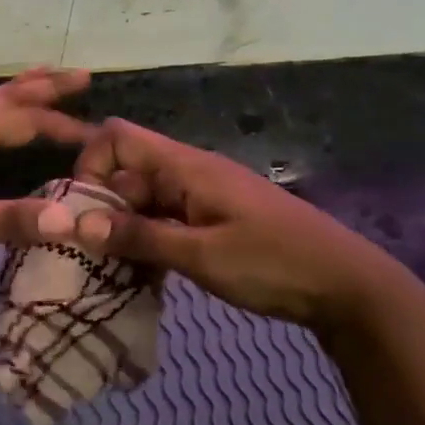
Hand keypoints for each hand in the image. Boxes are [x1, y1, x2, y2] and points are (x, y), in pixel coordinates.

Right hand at [37, 118, 418, 328]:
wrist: (347, 286)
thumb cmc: (274, 264)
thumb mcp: (201, 256)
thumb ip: (139, 237)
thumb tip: (77, 224)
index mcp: (186, 166)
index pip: (118, 138)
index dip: (90, 166)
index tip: (82, 215)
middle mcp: (190, 172)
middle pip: (127, 172)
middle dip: (102, 209)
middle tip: (93, 258)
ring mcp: (204, 197)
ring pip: (144, 200)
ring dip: (124, 230)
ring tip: (114, 272)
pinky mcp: (215, 220)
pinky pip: (166, 220)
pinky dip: (149, 241)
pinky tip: (145, 276)